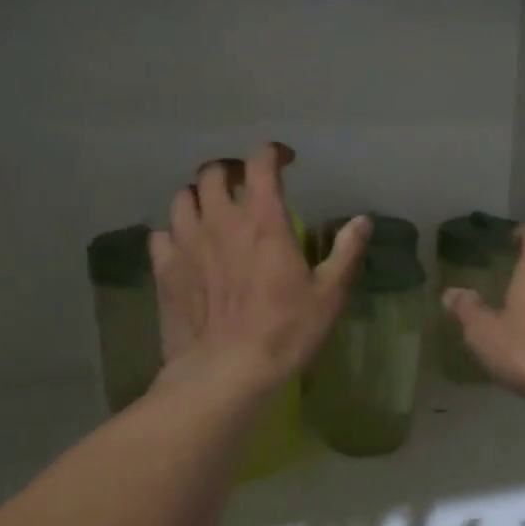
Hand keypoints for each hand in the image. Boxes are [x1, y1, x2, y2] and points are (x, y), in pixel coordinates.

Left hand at [150, 144, 368, 396]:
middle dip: (230, 170)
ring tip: (213, 211)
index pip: (260, 164)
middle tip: (245, 183)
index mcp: (263, 221)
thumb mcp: (329, 294)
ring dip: (200, 197)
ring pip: (182, 198)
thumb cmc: (284, 332)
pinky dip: (175, 232)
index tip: (285, 159)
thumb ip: (346, 251)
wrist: (225, 372)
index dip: (272, 153)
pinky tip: (187, 247)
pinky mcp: (165, 270)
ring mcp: (186, 244)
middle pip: (213, 172)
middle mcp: (220, 221)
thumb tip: (363, 220)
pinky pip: (161, 234)